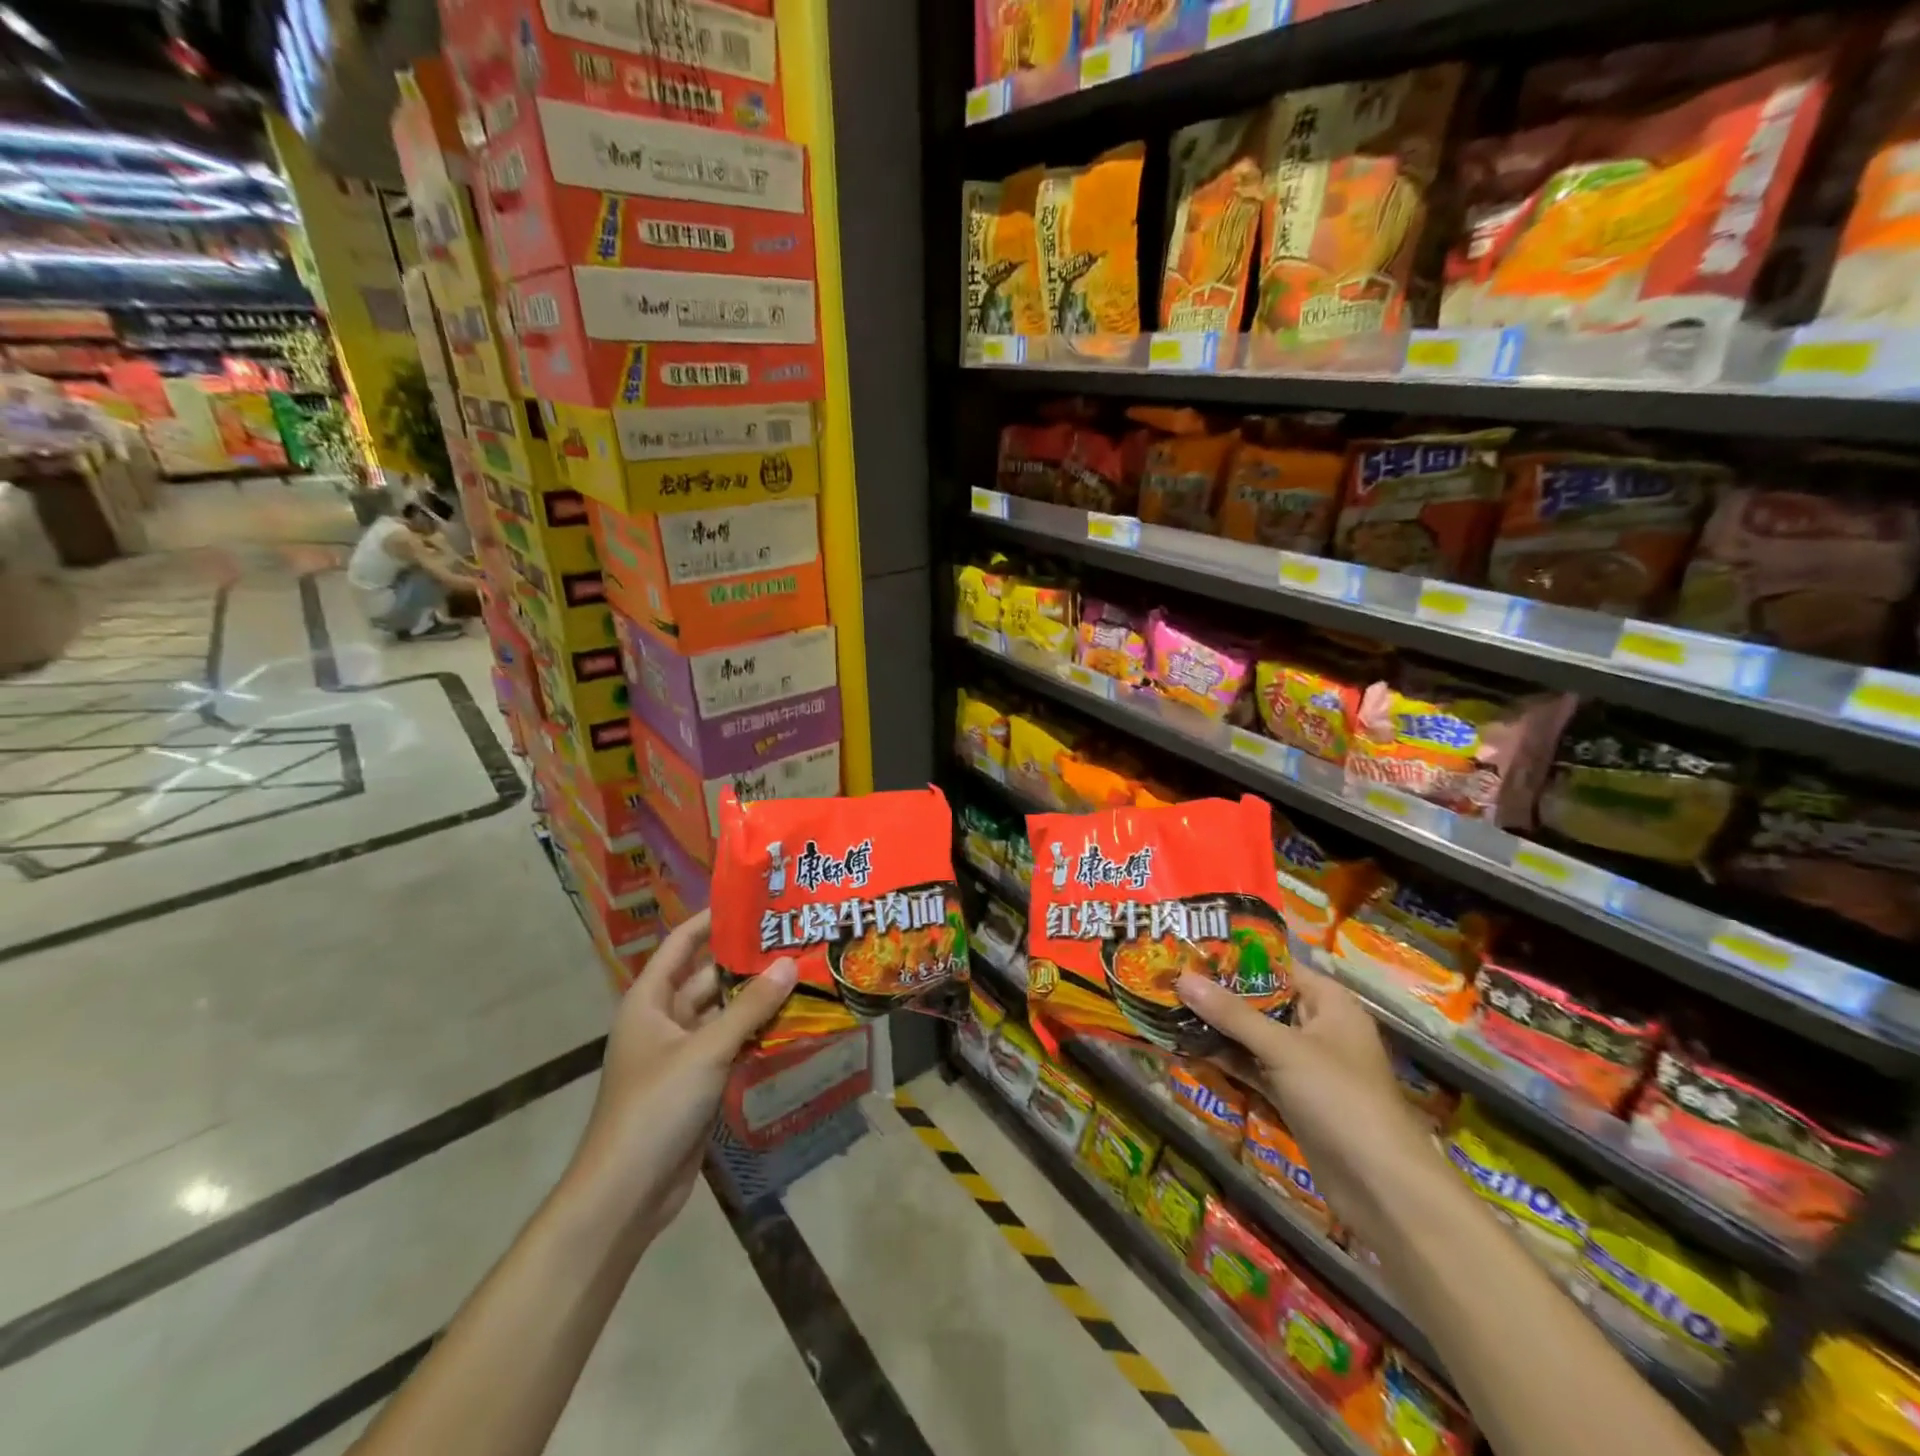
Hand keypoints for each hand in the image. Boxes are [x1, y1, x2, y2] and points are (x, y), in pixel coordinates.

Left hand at [560, 911, 796, 1246]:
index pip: (682, 943)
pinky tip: (794, 1020)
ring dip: (757, 999)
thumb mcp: (705, 1050)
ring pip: (724, 1013)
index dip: (712, 919)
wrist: (627, 1193)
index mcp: (649, 1000)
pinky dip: (757, 1032)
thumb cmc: (655, 1106)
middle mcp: (664, 1019)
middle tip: (793, 938)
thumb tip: (789, 963)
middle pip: (708, 977)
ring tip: (804, 972)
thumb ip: (750, 1008)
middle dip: (747, 961)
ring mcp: (682, 1052)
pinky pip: (732, 1044)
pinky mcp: (699, 1081)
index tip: (753, 900)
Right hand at [1177, 961, 1428, 1216]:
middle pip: (1263, 1001)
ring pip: (1255, 1037)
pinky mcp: (1294, 1098)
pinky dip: (1228, 1060)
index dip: (1237, 957)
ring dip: (1219, 1028)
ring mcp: (1306, 1066)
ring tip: (1170, 1008)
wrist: (1381, 1188)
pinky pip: (1255, 1068)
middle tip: (1171, 976)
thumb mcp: (1283, 1049)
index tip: (1192, 948)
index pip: (1278, 967)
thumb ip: (1231, 1014)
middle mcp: (1319, 1028)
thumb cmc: (1340, 1099)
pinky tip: (1188, 1048)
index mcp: (1330, 1003)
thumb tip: (1182, 977)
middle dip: (1220, 993)